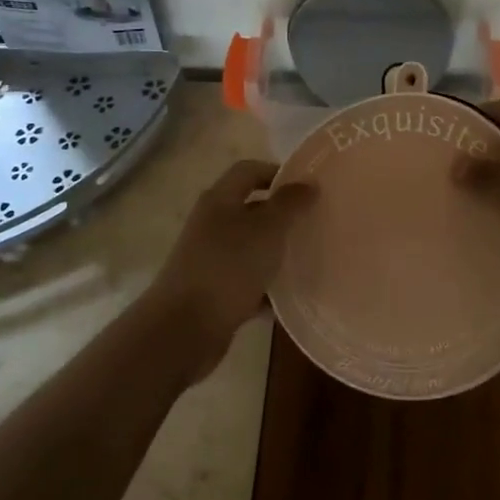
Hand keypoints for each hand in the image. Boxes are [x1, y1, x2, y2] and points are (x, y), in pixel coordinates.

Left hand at [146, 160, 315, 377]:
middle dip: (282, 215)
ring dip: (276, 252)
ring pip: (251, 247)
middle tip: (315, 222)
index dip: (278, 173)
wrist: (184, 329)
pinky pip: (247, 281)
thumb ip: (289, 204)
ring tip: (310, 257)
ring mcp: (210, 259)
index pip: (249, 171)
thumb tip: (308, 182)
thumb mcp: (267, 229)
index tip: (308, 188)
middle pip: (251, 209)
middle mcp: (212, 224)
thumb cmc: (228, 267)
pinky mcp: (214, 292)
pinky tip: (291, 296)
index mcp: (219, 200)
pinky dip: (267, 286)